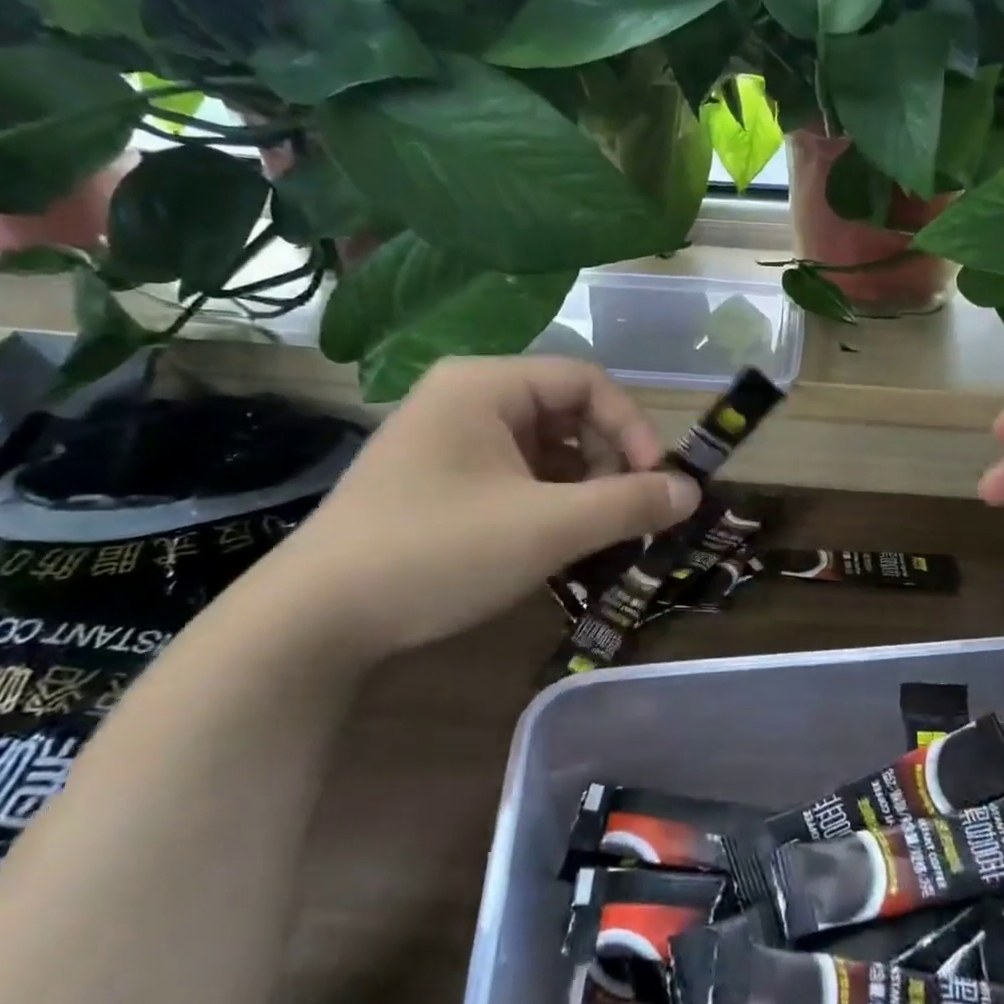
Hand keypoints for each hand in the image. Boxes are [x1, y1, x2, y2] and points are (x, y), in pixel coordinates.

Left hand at [261, 357, 699, 660]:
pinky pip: (514, 474)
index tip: (658, 481)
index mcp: (486, 383)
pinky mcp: (438, 479)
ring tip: (598, 532)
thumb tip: (692, 491)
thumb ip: (628, 503)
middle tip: (629, 512)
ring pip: (542, 447)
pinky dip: (547, 501)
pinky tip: (557, 540)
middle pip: (566, 412)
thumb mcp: (547, 528)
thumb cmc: (436, 552)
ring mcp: (447, 439)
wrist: (312, 622)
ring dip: (581, 485)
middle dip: (607, 460)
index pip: (586, 381)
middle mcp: (465, 397)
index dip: (633, 427)